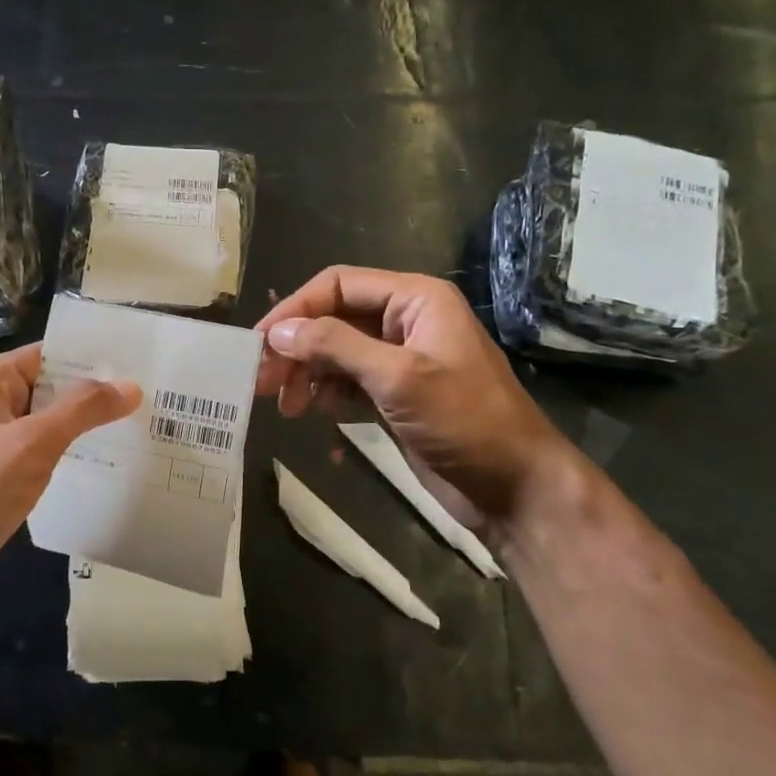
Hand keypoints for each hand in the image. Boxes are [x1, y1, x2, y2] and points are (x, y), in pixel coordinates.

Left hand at [0, 343, 140, 616]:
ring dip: (83, 430)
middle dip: (95, 396)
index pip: (49, 354)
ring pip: (47, 426)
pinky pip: (38, 458)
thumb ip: (82, 410)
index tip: (140, 365)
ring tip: (138, 431)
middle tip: (151, 401)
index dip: (92, 358)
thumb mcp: (33, 442)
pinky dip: (66, 459)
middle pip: (50, 389)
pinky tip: (103, 469)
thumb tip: (130, 385)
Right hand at [255, 266, 574, 521]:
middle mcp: (404, 321)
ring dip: (306, 374)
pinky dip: (325, 395)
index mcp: (415, 299)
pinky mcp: (394, 395)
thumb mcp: (398, 377)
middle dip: (296, 347)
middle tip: (262, 382)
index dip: (295, 309)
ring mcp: (399, 360)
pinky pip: (346, 382)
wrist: (516, 489)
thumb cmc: (465, 421)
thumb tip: (278, 332)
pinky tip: (311, 415)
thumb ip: (336, 346)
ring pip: (335, 353)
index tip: (259, 343)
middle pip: (332, 319)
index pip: (338, 285)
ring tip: (287, 407)